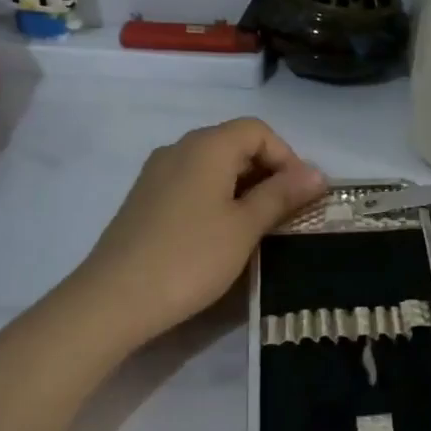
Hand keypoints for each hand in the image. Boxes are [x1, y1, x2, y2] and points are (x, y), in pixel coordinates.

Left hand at [76, 118, 324, 346]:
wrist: (114, 300)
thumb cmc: (190, 258)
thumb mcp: (245, 227)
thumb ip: (281, 195)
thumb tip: (317, 173)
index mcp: (207, 146)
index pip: (258, 130)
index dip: (287, 157)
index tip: (301, 196)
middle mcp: (179, 149)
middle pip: (235, 144)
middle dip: (268, 172)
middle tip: (287, 213)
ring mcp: (157, 174)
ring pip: (213, 166)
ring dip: (243, 187)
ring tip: (259, 227)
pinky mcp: (145, 200)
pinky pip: (192, 184)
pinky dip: (217, 198)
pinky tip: (222, 234)